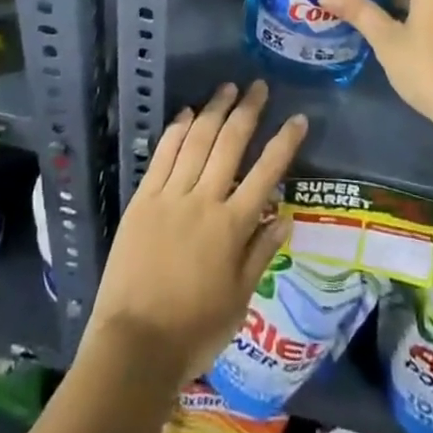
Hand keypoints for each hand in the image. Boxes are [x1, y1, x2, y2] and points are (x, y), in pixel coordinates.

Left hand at [85, 81, 305, 385]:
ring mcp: (171, 196)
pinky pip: (163, 155)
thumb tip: (285, 216)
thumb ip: (260, 253)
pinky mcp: (143, 199)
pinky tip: (187, 113)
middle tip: (259, 86)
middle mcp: (204, 201)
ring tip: (227, 87)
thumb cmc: (193, 331)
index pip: (265, 173)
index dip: (284, 143)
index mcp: (232, 227)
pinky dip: (177, 130)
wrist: (134, 347)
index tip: (298, 118)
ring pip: (197, 140)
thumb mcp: (239, 300)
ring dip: (214, 110)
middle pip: (230, 144)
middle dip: (247, 111)